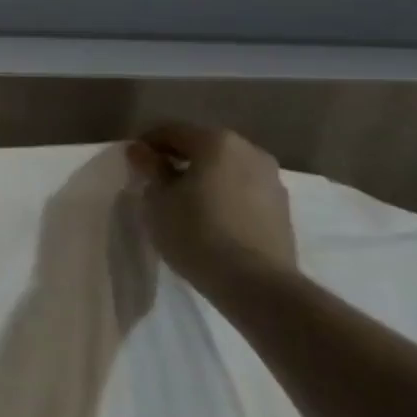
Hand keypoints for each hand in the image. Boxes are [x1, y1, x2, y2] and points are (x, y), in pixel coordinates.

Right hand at [124, 124, 296, 290]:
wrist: (258, 285)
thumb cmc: (197, 232)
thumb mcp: (157, 199)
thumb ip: (149, 168)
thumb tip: (141, 150)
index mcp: (216, 141)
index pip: (170, 131)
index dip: (146, 145)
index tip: (133, 166)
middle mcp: (249, 151)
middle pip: (202, 147)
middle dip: (178, 160)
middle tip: (157, 184)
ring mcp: (272, 180)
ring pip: (225, 170)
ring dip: (203, 179)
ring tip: (185, 204)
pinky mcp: (283, 209)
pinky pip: (243, 191)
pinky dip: (224, 196)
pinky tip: (211, 219)